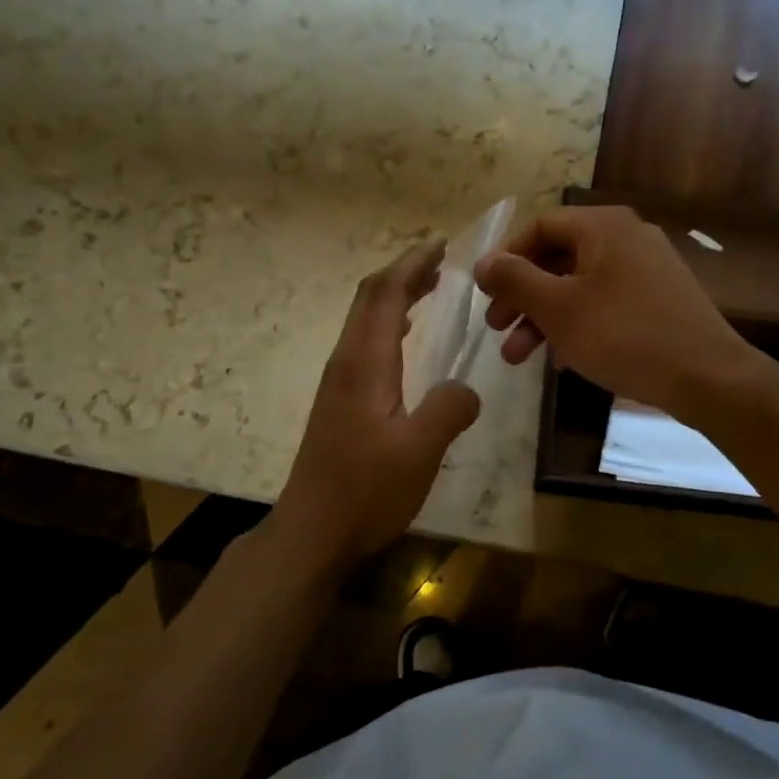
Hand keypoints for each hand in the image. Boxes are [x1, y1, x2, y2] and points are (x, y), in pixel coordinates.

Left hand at [272, 241, 481, 564]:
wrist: (312, 532)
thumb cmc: (365, 491)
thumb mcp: (419, 452)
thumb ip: (449, 410)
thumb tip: (466, 389)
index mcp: (364, 364)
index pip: (383, 294)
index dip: (411, 264)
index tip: (441, 246)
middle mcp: (347, 362)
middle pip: (369, 299)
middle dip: (404, 273)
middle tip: (441, 262)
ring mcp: (339, 382)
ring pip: (365, 321)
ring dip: (395, 297)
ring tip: (431, 290)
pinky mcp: (340, 401)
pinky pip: (365, 344)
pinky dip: (388, 325)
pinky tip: (405, 341)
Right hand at [474, 206, 753, 419]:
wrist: (707, 377)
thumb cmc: (624, 335)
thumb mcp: (559, 309)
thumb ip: (515, 281)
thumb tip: (484, 262)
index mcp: (603, 226)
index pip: (540, 226)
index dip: (507, 258)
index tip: (487, 295)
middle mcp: (626, 237)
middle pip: (558, 258)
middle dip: (522, 297)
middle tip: (496, 330)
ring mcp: (646, 269)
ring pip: (579, 286)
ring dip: (544, 319)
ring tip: (518, 358)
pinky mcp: (658, 300)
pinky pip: (604, 303)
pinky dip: (577, 326)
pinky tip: (561, 361)